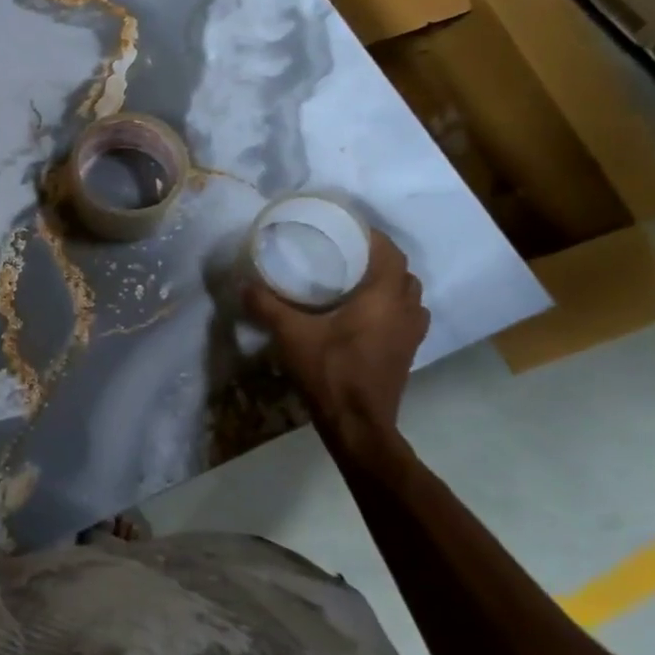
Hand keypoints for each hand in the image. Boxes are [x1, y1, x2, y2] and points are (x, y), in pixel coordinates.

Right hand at [244, 231, 427, 433]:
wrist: (357, 424)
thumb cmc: (329, 371)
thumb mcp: (290, 335)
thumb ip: (267, 306)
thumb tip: (243, 284)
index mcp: (383, 298)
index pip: (390, 253)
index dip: (373, 237)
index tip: (347, 230)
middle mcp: (405, 311)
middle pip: (403, 274)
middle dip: (380, 261)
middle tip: (348, 257)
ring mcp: (411, 335)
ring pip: (409, 298)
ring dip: (390, 287)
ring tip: (358, 284)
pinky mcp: (407, 354)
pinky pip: (407, 319)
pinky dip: (392, 310)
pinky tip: (365, 317)